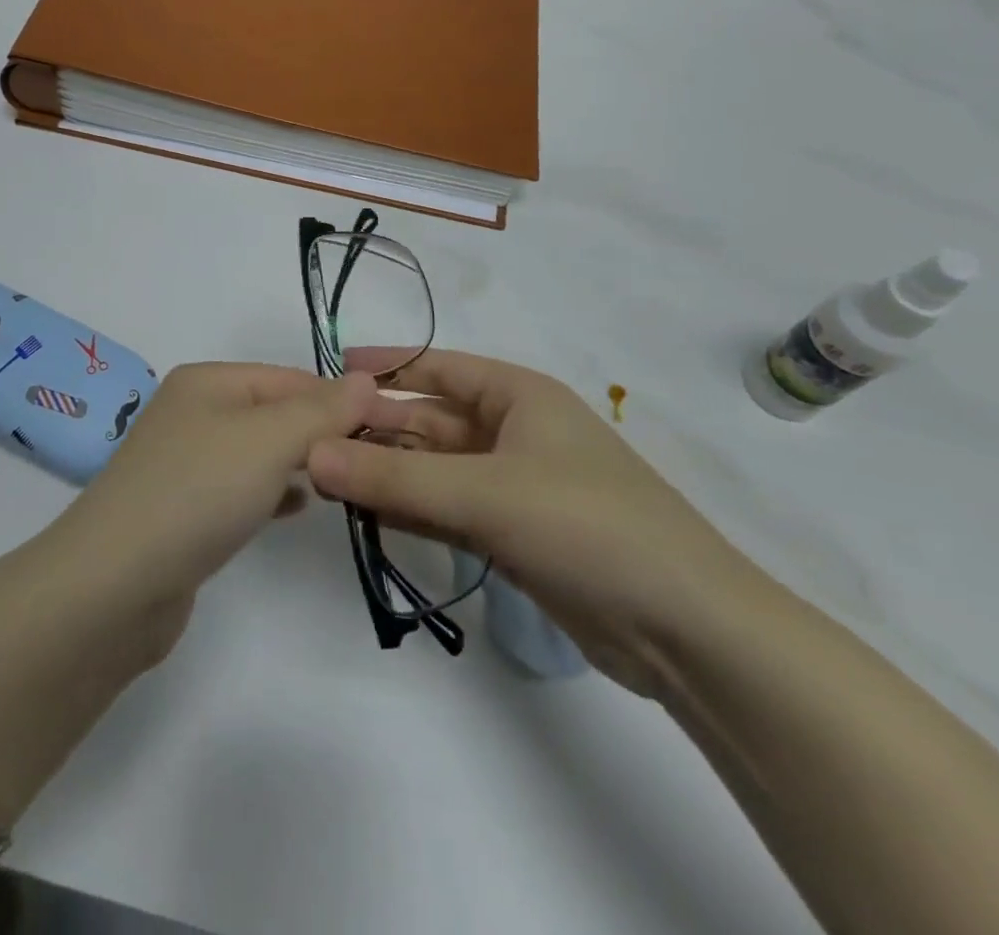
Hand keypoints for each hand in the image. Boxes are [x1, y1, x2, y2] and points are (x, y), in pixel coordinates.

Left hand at [47, 362, 409, 646]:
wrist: (115, 585)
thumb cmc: (197, 493)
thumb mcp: (268, 440)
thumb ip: (321, 410)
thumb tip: (366, 380)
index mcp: (207, 382)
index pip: (289, 377)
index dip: (339, 398)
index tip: (389, 428)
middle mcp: (193, 413)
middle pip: (274, 412)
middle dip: (321, 431)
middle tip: (373, 459)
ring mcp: (185, 463)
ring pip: (259, 452)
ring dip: (301, 462)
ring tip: (345, 481)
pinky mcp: (185, 509)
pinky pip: (242, 489)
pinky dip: (273, 492)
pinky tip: (300, 507)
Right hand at [305, 350, 765, 698]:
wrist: (687, 631)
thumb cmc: (587, 526)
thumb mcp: (486, 493)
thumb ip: (394, 478)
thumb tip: (310, 454)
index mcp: (518, 396)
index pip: (437, 367)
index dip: (385, 366)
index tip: (330, 372)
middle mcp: (513, 432)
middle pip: (428, 420)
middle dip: (374, 428)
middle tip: (310, 440)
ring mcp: (512, 486)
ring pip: (432, 468)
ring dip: (385, 472)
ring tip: (321, 479)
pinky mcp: (512, 535)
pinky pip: (445, 509)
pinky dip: (408, 510)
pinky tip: (364, 514)